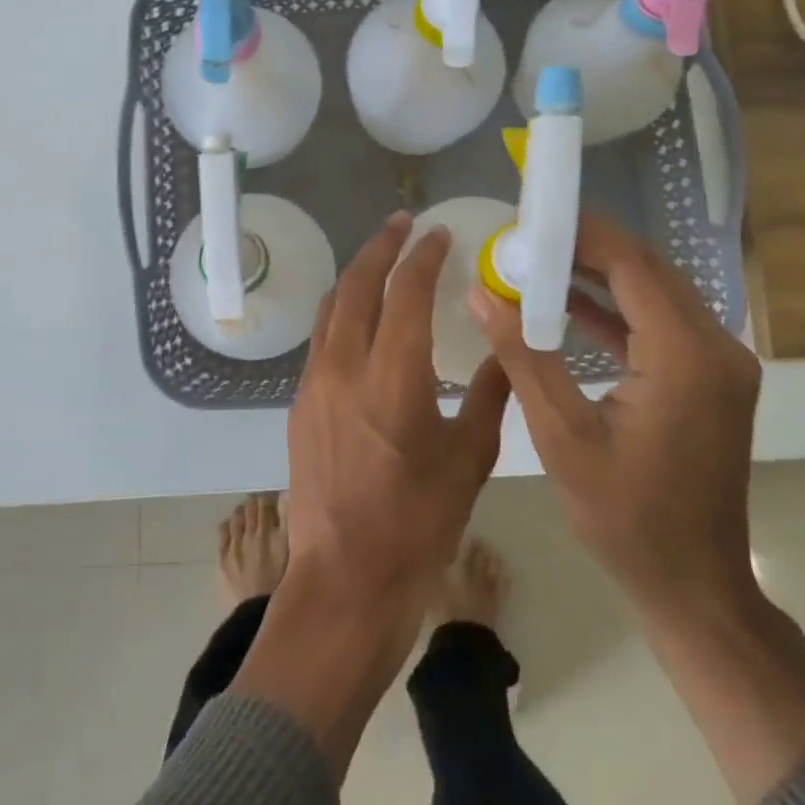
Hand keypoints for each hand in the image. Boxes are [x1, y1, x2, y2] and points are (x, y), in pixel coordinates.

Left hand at [229, 212, 509, 775]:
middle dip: (380, 247)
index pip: (406, 291)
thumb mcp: (469, 458)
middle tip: (402, 225)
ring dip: (355, 276)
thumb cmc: (418, 524)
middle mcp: (344, 367)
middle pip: (356, 285)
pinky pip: (321, 340)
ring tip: (379, 259)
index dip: (423, 255)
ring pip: (331, 309)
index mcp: (393, 377)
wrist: (346, 578)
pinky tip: (361, 319)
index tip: (439, 234)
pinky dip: (342, 312)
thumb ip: (489, 394)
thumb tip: (505, 348)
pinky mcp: (299, 405)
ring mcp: (314, 385)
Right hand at [468, 211, 761, 622]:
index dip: (582, 232)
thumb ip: (522, 354)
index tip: (531, 216)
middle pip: (649, 270)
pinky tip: (569, 304)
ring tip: (539, 261)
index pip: (633, 264)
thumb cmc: (624, 516)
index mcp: (686, 355)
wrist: (692, 583)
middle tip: (527, 236)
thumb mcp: (561, 434)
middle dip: (588, 247)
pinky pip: (661, 324)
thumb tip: (480, 292)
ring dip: (601, 274)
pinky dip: (616, 310)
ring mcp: (720, 363)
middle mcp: (717, 346)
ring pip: (657, 293)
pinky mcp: (711, 379)